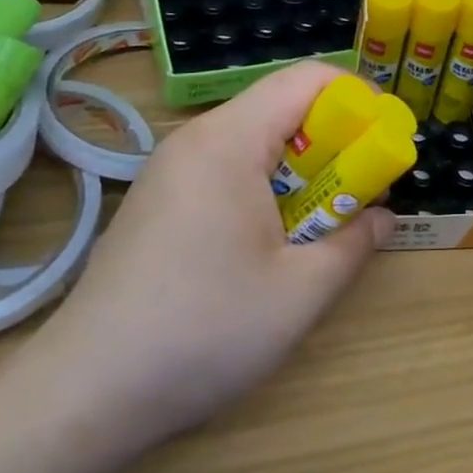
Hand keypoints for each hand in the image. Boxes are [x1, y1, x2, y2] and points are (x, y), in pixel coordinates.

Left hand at [27, 62, 392, 458]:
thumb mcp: (300, 293)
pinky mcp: (156, 201)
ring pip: (254, 140)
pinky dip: (264, 186)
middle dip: (334, 139)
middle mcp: (195, 139)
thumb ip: (353, 244)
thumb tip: (380, 218)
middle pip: (280, 106)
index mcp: (229, 140)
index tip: (387, 140)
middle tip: (361, 190)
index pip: (306, 79)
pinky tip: (269, 242)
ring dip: (300, 168)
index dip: (358, 97)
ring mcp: (169, 170)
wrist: (85, 393)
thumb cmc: (203, 331)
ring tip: (320, 222)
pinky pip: (226, 168)